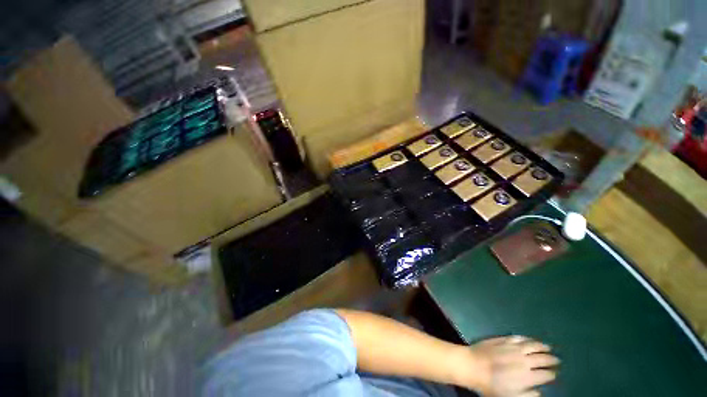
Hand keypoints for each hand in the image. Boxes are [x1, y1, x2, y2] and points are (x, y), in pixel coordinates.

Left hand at [458, 336, 559, 396]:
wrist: (473, 366)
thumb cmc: (491, 386)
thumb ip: (528, 395)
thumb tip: (539, 392)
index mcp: (528, 376)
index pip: (546, 374)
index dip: (552, 374)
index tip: (555, 374)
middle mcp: (524, 360)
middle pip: (542, 358)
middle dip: (551, 359)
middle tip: (557, 359)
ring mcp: (513, 347)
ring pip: (532, 345)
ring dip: (542, 346)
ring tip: (548, 347)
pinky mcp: (503, 339)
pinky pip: (518, 337)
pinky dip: (526, 338)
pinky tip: (529, 339)